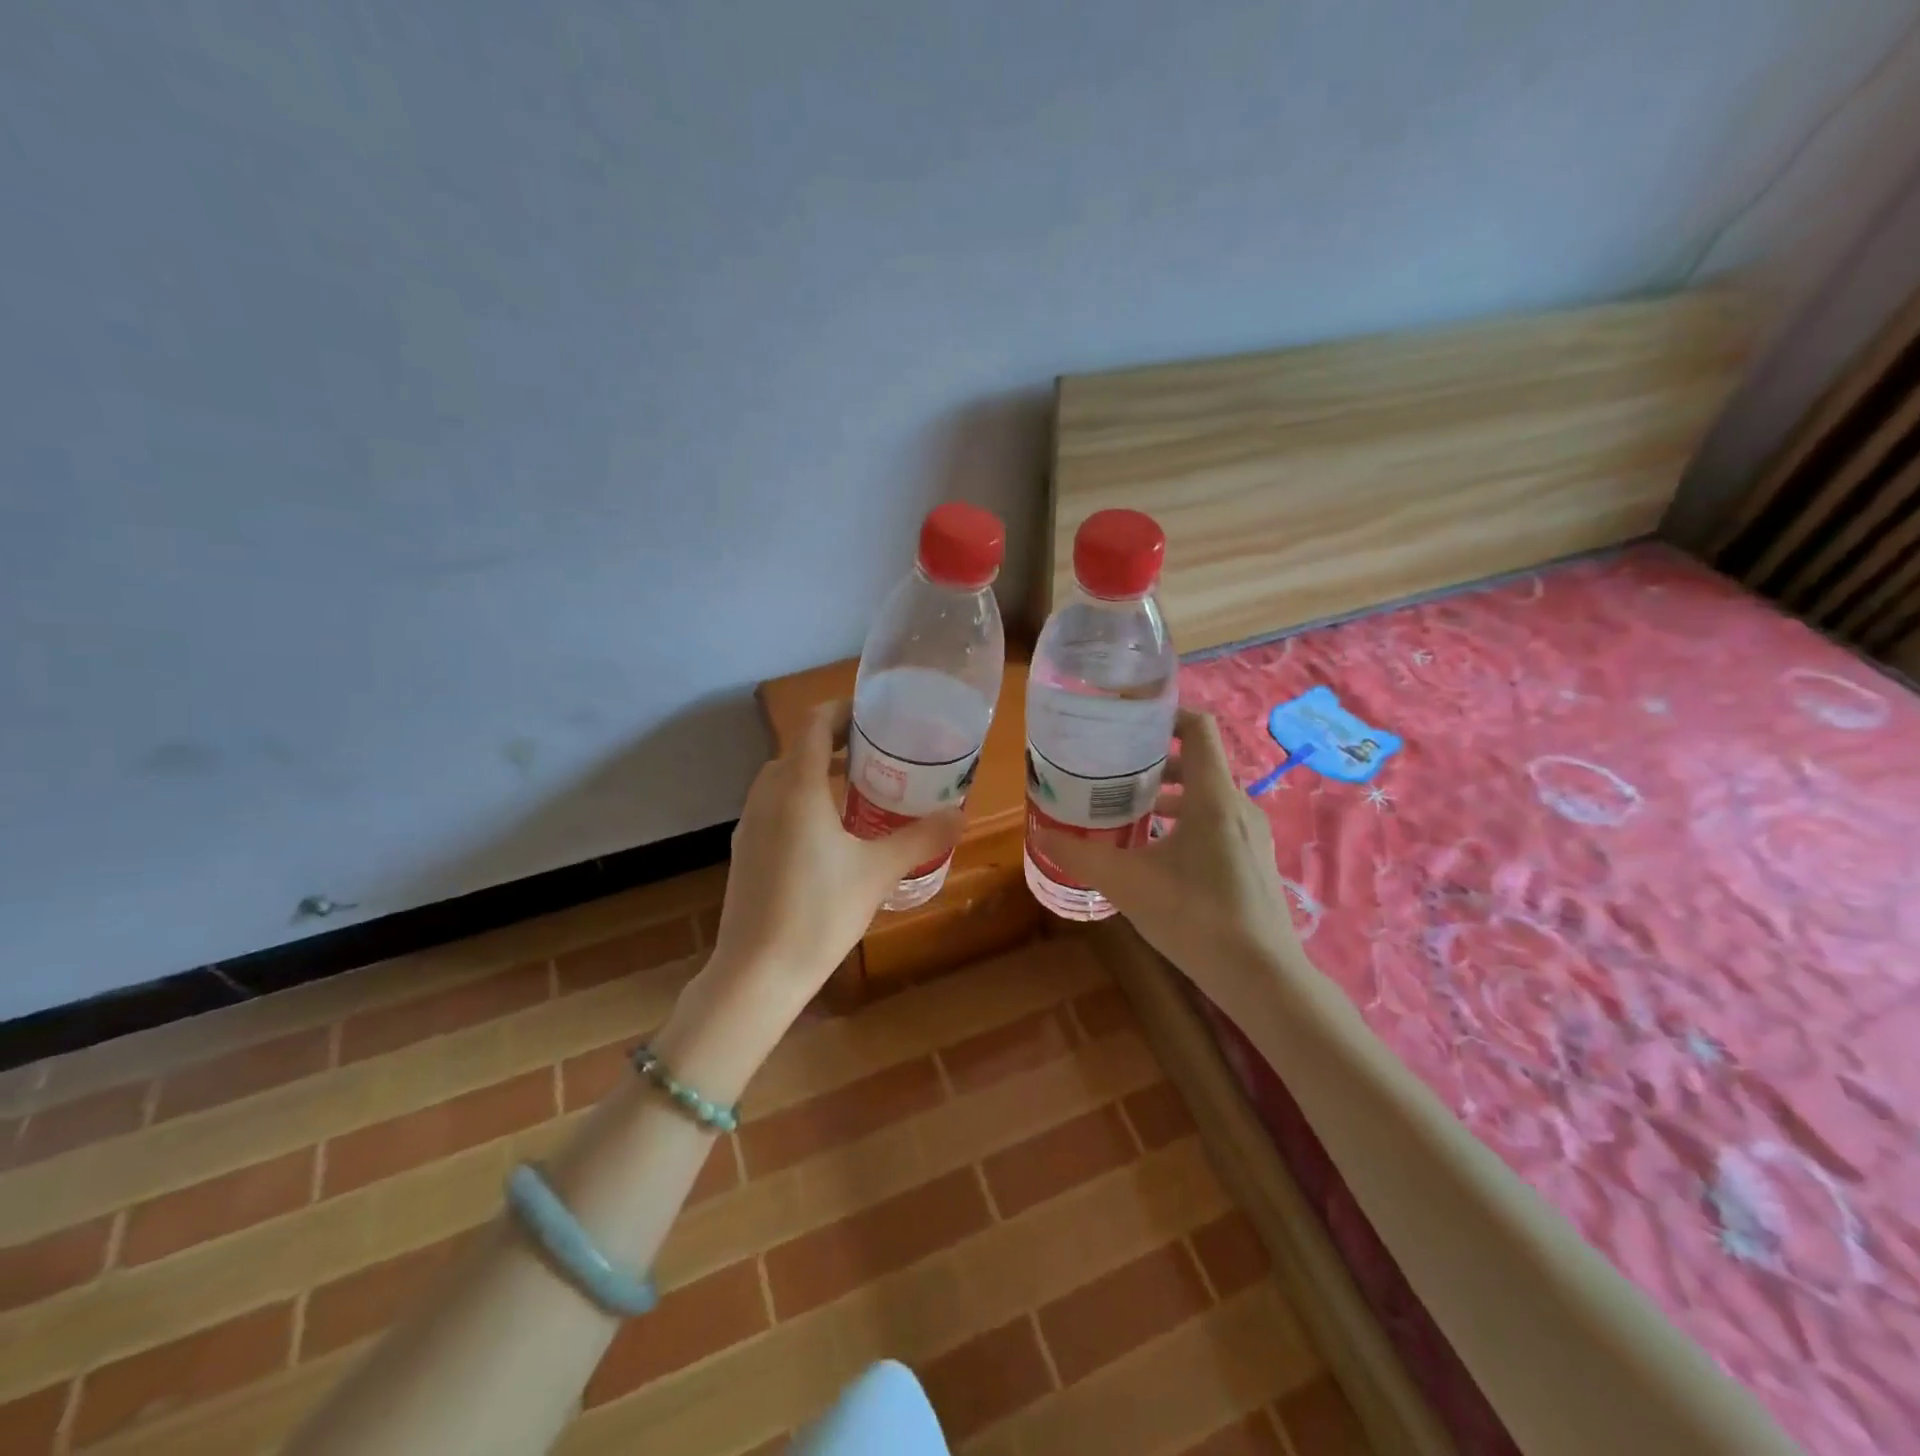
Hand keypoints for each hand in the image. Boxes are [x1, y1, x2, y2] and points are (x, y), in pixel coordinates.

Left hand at [708, 700, 964, 1003]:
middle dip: (834, 742)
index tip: (874, 714)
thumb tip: (959, 814)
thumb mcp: (879, 872)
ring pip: (782, 779)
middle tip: (876, 752)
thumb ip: (921, 838)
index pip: (814, 725)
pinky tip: (826, 833)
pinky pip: (773, 807)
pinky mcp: (744, 851)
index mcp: (797, 788)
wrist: (756, 973)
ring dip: (815, 772)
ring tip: (856, 789)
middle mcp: (767, 796)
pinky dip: (800, 800)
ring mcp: (749, 824)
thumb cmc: (820, 912)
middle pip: (798, 749)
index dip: (842, 710)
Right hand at [1034, 708, 1306, 1017]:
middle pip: (1198, 762)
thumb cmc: (1195, 917)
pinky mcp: (1253, 859)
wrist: (1261, 977)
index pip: (1199, 728)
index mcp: (1213, 796)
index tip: (1129, 721)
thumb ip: (1081, 855)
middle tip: (1113, 771)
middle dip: (1155, 761)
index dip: (1167, 714)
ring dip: (1168, 794)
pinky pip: (1216, 821)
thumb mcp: (1127, 883)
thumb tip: (1040, 834)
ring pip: (1206, 795)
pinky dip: (1185, 820)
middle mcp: (1238, 805)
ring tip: (1127, 810)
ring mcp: (1251, 834)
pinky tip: (1156, 852)